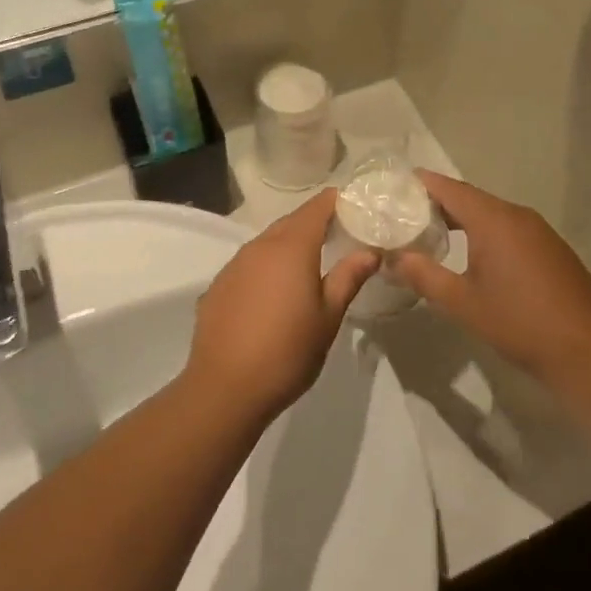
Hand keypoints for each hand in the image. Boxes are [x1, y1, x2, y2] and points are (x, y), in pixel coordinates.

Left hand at [185, 190, 378, 423]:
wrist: (225, 388)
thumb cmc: (287, 352)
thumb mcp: (328, 317)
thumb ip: (348, 277)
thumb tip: (370, 251)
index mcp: (291, 247)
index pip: (316, 208)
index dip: (335, 201)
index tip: (355, 205)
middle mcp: (259, 246)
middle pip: (291, 222)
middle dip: (315, 222)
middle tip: (340, 233)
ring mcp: (235, 265)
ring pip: (268, 242)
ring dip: (289, 244)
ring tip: (310, 262)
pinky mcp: (219, 285)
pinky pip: (249, 263)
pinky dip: (267, 266)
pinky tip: (275, 291)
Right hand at [391, 172, 590, 385]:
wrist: (586, 350)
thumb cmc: (519, 322)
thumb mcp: (462, 302)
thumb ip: (423, 276)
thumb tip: (392, 259)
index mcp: (493, 220)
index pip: (449, 188)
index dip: (421, 183)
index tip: (395, 186)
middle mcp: (517, 215)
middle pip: (470, 197)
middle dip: (438, 202)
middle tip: (405, 213)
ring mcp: (539, 230)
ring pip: (491, 213)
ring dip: (462, 218)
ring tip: (433, 232)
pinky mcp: (551, 247)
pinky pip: (510, 227)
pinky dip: (485, 231)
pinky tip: (474, 254)